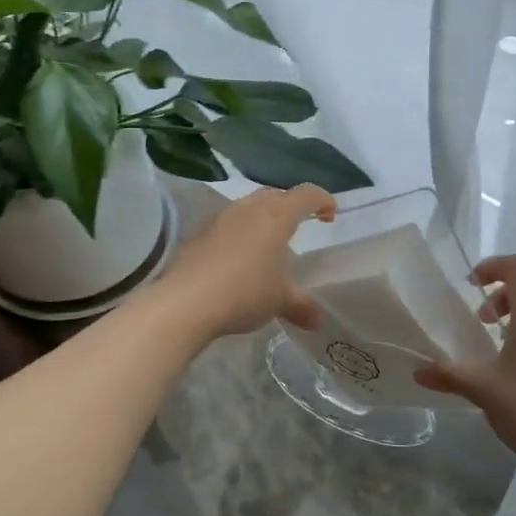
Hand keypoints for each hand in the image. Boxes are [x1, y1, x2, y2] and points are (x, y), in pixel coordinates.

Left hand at [161, 184, 334, 338]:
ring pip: (249, 208)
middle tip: (299, 227)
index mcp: (276, 216)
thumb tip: (318, 321)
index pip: (306, 195)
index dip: (322, 200)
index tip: (330, 215)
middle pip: (276, 196)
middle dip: (291, 207)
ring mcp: (220, 218)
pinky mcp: (199, 232)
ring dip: (262, 219)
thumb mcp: (279, 301)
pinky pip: (227, 224)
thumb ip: (300, 306)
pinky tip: (238, 259)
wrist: (186, 301)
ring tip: (268, 245)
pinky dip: (239, 234)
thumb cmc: (244, 292)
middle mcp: (249, 208)